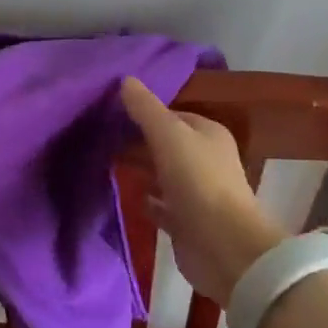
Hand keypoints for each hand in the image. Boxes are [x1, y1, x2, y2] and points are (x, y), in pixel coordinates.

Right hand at [120, 77, 284, 302]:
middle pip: (168, 144)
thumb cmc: (198, 182)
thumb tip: (125, 79)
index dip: (146, 112)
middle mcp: (206, 160)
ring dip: (142, 168)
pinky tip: (127, 194)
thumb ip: (146, 109)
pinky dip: (147, 199)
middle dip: (140, 140)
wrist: (223, 247)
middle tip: (104, 136)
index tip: (113, 111)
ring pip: (164, 174)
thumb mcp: (169, 136)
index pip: (174, 114)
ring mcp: (198, 193)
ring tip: (107, 161)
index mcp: (209, 134)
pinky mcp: (188, 223)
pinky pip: (162, 205)